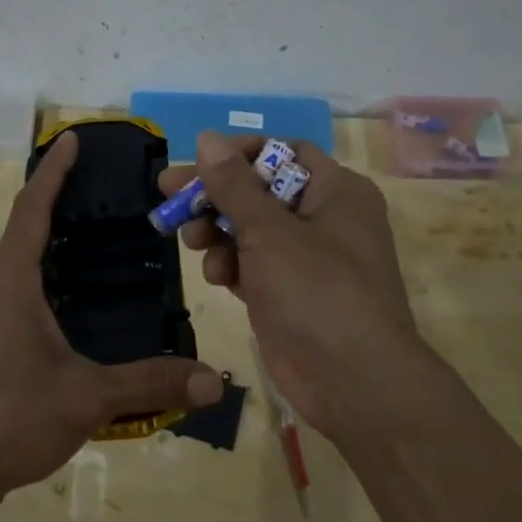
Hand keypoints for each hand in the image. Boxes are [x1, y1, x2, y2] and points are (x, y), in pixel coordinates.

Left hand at [0, 131, 223, 521]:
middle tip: (100, 187)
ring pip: (18, 264)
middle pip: (23, 229)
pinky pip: (17, 292)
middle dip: (55, 200)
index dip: (53, 172)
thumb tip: (213, 381)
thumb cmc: (6, 418)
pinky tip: (72, 302)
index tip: (71, 139)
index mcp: (11, 283)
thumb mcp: (85, 398)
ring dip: (48, 241)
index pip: (32, 210)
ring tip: (93, 236)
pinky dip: (44, 277)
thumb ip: (150, 384)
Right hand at [159, 131, 431, 439]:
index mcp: (336, 191)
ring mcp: (307, 259)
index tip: (199, 163)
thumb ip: (233, 185)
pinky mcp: (289, 293)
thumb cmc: (316, 291)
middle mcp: (324, 218)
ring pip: (251, 229)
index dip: (239, 153)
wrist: (353, 383)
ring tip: (193, 243)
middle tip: (169, 196)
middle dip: (215, 196)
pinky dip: (232, 266)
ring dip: (218, 233)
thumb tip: (207, 138)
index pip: (283, 152)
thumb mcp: (269, 231)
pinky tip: (218, 279)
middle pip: (259, 191)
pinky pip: (253, 264)